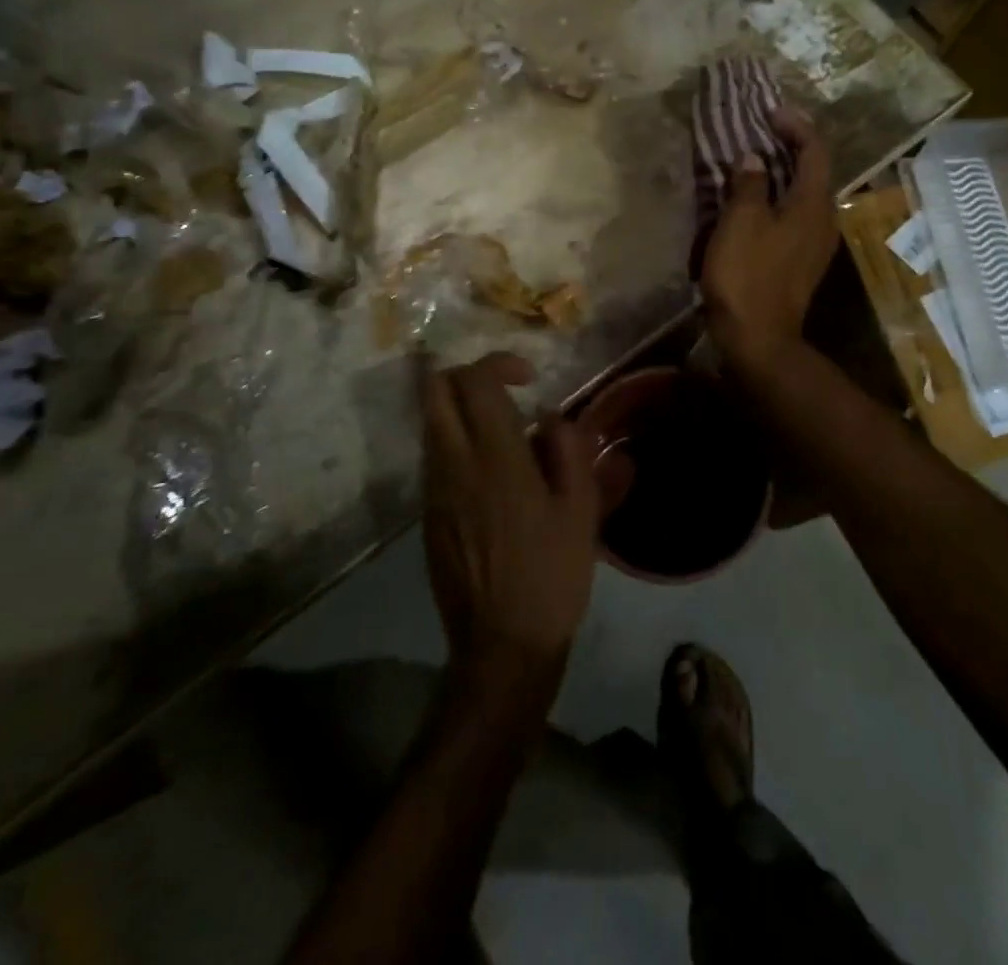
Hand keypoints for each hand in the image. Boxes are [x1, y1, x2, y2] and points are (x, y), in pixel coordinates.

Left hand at [420, 353, 599, 679]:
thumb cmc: (551, 575)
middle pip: (435, 389)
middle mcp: (454, 463)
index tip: (528, 378)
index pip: (475, 380)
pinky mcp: (427, 515)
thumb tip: (550, 417)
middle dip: (465, 376)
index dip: (499, 363)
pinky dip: (456, 445)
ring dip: (461, 412)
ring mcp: (433, 489)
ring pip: (431, 423)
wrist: (501, 645)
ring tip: (504, 438)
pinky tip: (492, 478)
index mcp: (495, 457)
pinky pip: (434, 457)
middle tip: (502, 392)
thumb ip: (569, 450)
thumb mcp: (581, 510)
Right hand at [700, 106, 836, 364]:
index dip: (796, 125)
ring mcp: (814, 244)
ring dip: (779, 174)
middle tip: (758, 131)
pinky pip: (791, 217)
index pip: (815, 150)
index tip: (769, 111)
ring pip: (801, 195)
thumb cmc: (748, 275)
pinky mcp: (800, 262)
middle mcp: (823, 220)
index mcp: (814, 204)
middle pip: (812, 171)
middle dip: (788, 147)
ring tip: (750, 162)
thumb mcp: (741, 222)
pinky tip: (749, 203)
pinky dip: (774, 200)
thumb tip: (752, 159)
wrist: (758, 338)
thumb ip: (748, 184)